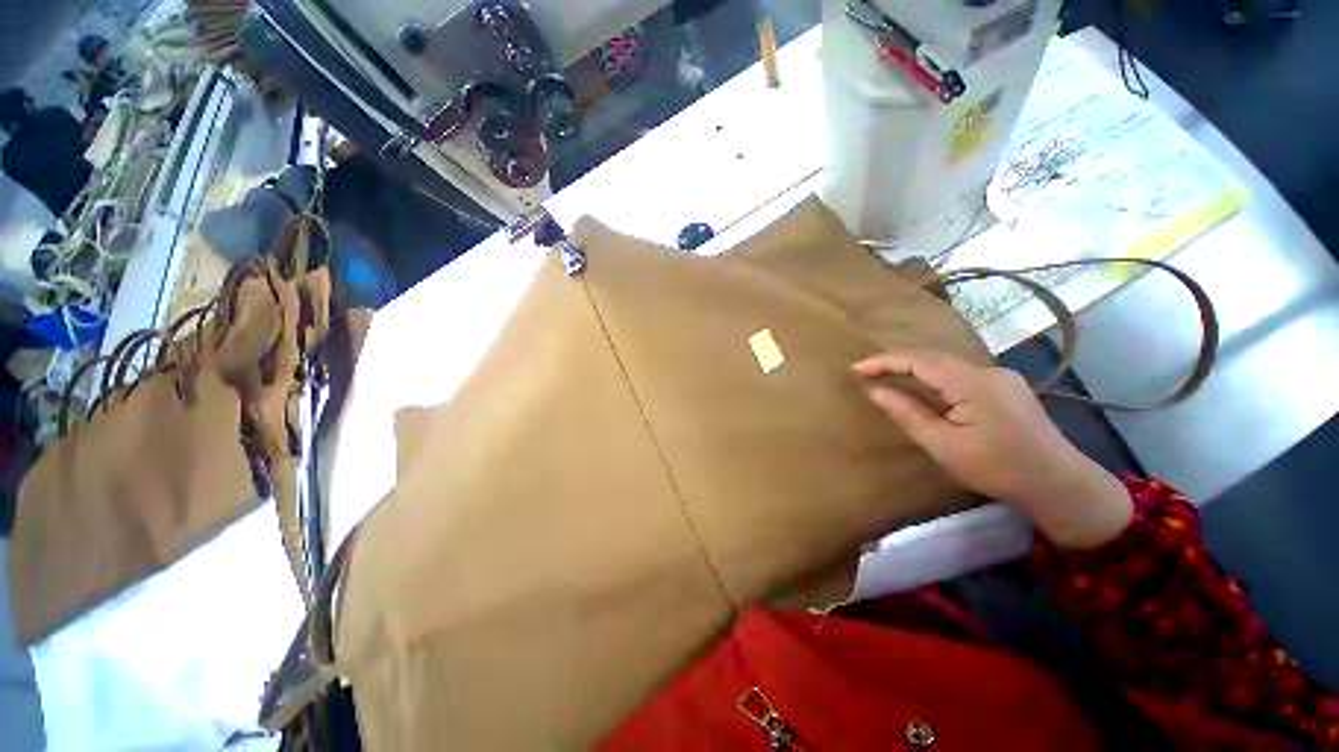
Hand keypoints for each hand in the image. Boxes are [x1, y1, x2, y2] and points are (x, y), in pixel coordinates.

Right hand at [853, 351, 1131, 547]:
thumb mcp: (943, 445)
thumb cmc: (997, 468)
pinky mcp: (1007, 387)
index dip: (884, 362)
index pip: (919, 361)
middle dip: (896, 362)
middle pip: (933, 358)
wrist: (1060, 485)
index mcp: (973, 383)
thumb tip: (874, 391)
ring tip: (886, 376)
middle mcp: (988, 371)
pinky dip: (934, 377)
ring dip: (915, 368)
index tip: (855, 369)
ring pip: (947, 365)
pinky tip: (924, 387)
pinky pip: (961, 374)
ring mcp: (1001, 377)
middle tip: (866, 372)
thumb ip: (907, 413)